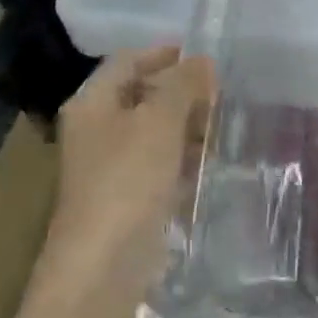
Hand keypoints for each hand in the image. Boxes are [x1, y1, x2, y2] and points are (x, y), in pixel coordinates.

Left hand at [40, 46, 214, 307]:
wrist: (105, 263)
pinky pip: (161, 163)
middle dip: (183, 92)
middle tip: (224, 95)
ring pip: (155, 131)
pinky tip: (212, 161)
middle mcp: (97, 129)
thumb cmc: (128, 179)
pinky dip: (185, 157)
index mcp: (93, 103)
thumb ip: (183, 84)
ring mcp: (112, 165)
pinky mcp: (130, 196)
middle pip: (143, 95)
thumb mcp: (159, 120)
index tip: (208, 58)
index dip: (167, 53)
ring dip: (188, 125)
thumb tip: (202, 60)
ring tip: (224, 126)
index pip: (129, 60)